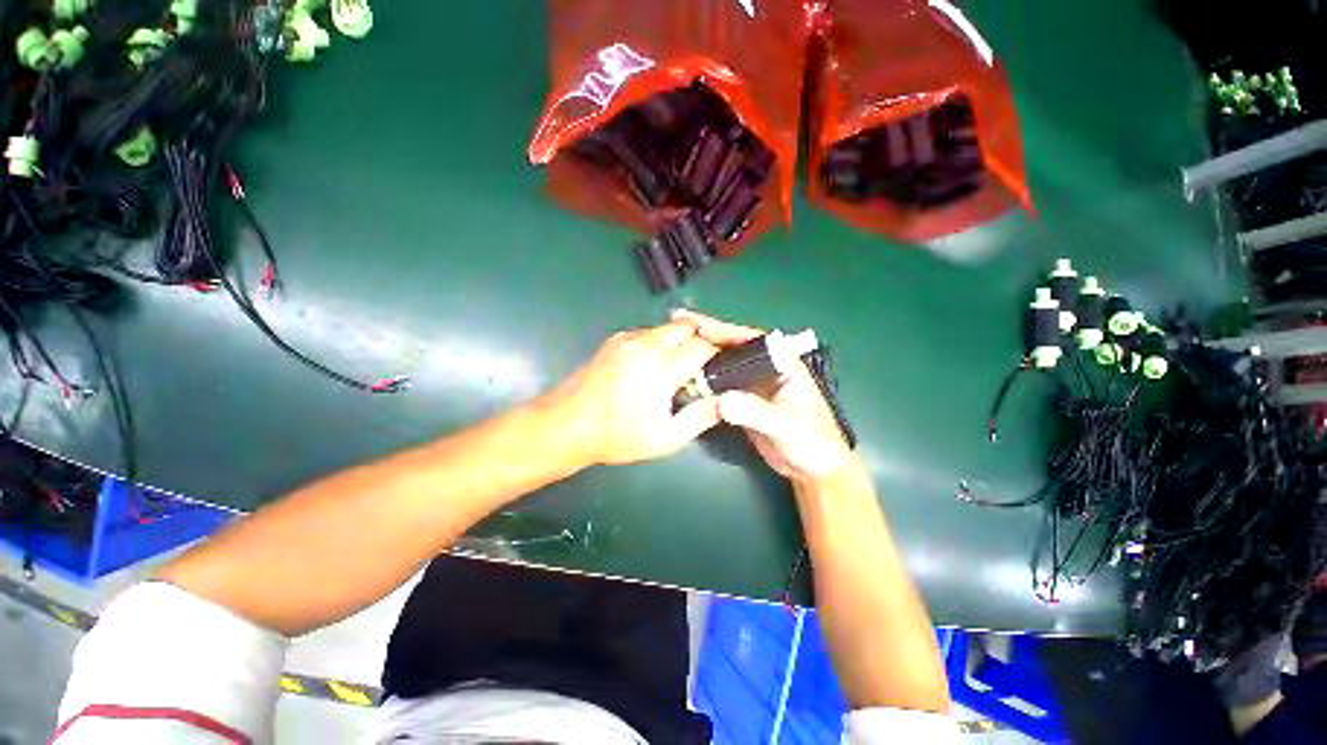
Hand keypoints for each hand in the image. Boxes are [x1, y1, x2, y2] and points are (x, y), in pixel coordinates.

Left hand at [544, 319, 722, 466]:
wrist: (565, 425)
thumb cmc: (616, 437)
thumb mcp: (665, 438)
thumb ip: (701, 417)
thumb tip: (726, 401)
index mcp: (661, 368)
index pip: (704, 345)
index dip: (719, 353)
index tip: (724, 367)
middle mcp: (646, 344)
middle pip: (688, 325)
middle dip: (703, 339)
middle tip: (705, 364)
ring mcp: (627, 338)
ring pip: (668, 326)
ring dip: (682, 340)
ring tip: (680, 368)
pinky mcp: (615, 339)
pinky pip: (649, 332)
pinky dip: (661, 342)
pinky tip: (655, 366)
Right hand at [675, 309, 855, 483]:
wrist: (812, 467)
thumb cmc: (811, 441)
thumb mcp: (786, 425)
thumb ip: (756, 412)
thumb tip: (722, 401)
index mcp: (781, 362)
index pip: (747, 339)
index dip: (720, 329)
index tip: (693, 323)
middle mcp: (764, 368)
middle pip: (731, 347)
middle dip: (704, 337)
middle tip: (674, 328)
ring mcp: (752, 384)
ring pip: (723, 364)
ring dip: (701, 357)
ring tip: (672, 349)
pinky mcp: (744, 400)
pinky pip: (720, 384)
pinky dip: (703, 380)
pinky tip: (685, 377)